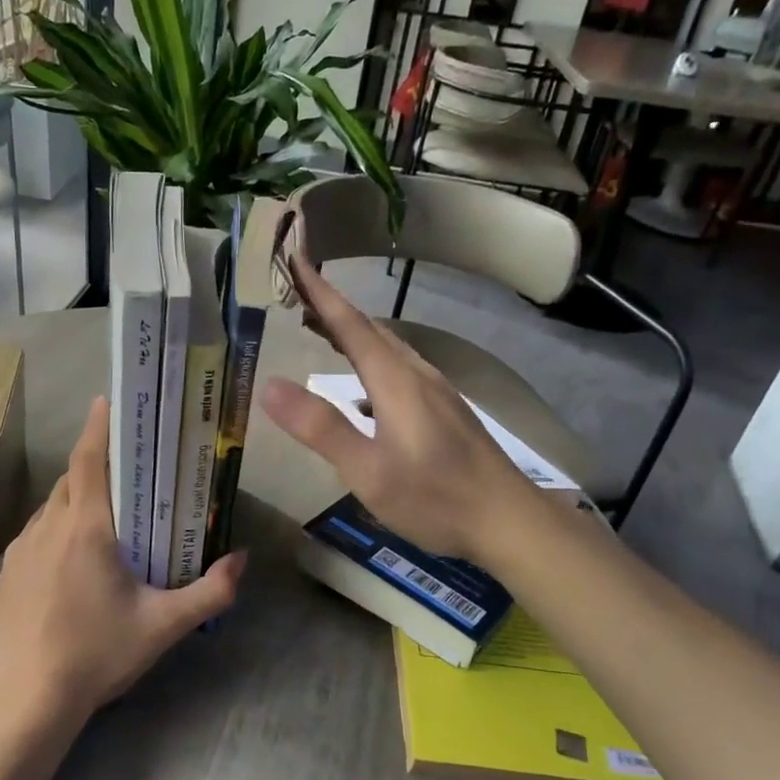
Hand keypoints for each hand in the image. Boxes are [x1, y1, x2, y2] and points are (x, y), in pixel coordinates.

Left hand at [0, 396, 245, 725]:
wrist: (29, 701)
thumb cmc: (99, 654)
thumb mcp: (164, 625)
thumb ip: (210, 591)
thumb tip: (242, 560)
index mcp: (86, 529)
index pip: (89, 460)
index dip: (98, 426)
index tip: (108, 401)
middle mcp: (48, 527)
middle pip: (72, 479)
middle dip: (97, 465)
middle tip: (129, 468)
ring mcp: (21, 550)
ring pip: (52, 505)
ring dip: (77, 497)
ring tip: (106, 513)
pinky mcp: (6, 573)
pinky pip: (36, 532)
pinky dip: (58, 526)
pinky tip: (74, 556)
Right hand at [260, 249, 536, 564]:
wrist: (509, 521)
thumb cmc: (434, 498)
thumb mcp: (367, 471)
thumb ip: (320, 427)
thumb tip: (270, 385)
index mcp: (395, 380)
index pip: (350, 324)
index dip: (320, 292)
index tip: (296, 258)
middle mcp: (418, 374)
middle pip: (370, 329)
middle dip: (332, 308)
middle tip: (296, 294)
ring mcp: (437, 391)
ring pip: (388, 347)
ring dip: (352, 332)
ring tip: (322, 329)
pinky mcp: (447, 410)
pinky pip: (400, 366)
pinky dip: (372, 356)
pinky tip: (366, 380)